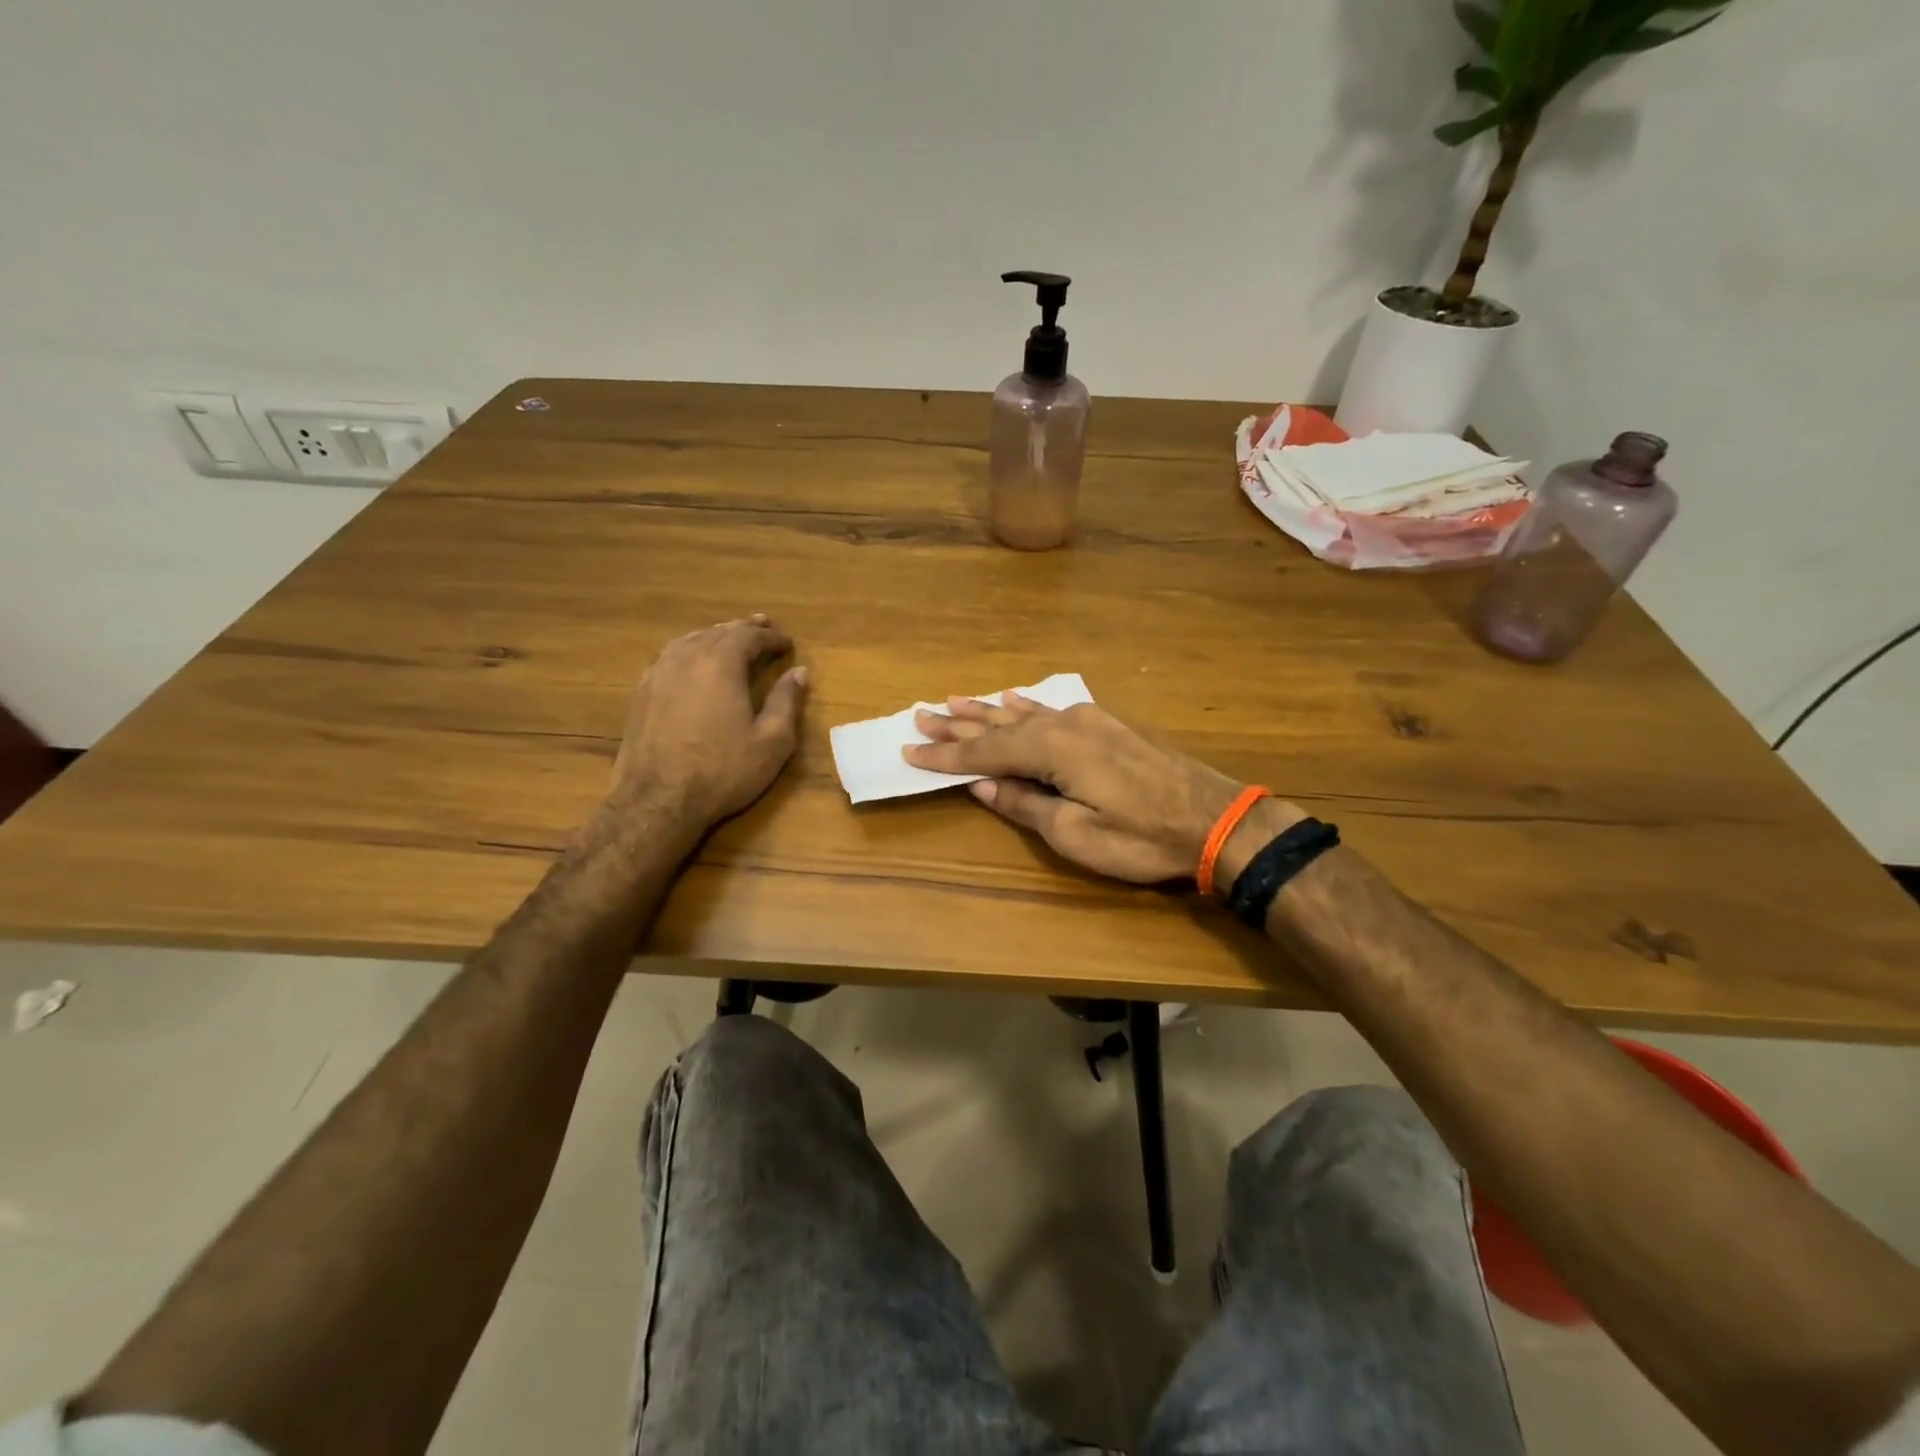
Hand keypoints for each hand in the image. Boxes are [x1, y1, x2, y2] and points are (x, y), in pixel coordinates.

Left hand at [609, 615, 807, 832]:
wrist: (658, 800)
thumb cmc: (722, 771)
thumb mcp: (771, 741)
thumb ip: (787, 702)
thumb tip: (799, 673)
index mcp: (721, 663)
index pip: (749, 636)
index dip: (772, 637)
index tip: (788, 643)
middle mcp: (687, 658)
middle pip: (719, 631)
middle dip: (744, 628)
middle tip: (763, 626)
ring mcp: (659, 673)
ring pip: (691, 640)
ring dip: (715, 635)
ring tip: (730, 636)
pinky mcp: (642, 692)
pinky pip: (670, 656)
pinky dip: (690, 650)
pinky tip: (693, 661)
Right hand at [904, 695, 1301, 886]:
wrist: (1216, 819)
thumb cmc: (1142, 837)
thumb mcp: (1076, 835)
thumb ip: (1026, 805)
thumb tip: (984, 785)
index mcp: (1053, 750)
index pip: (985, 752)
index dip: (946, 755)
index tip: (910, 750)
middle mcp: (1065, 724)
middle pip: (999, 725)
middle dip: (958, 724)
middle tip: (920, 715)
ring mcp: (1089, 720)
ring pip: (1024, 713)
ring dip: (987, 711)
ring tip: (952, 702)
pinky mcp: (1107, 724)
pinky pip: (1052, 709)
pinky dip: (1027, 705)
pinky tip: (1013, 699)